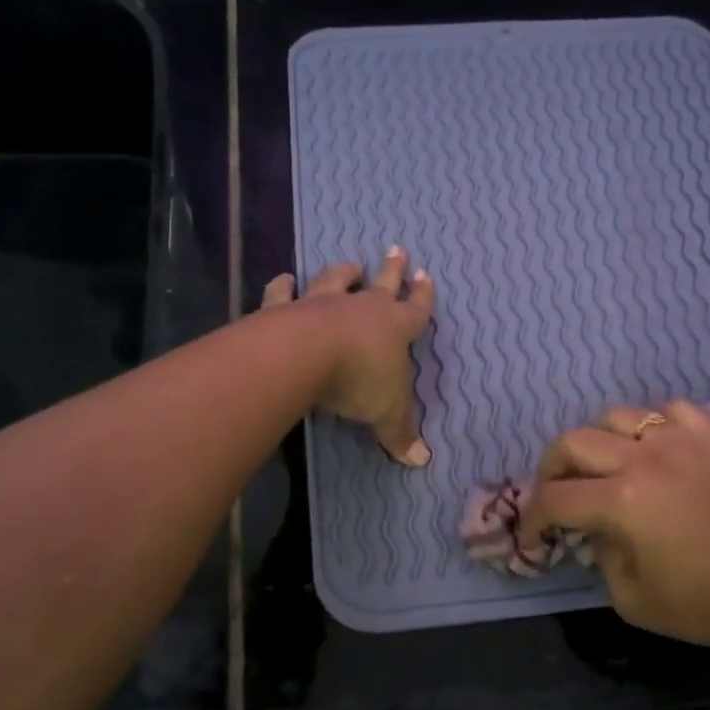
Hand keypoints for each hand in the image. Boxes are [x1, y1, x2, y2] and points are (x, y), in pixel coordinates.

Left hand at [260, 248, 435, 466]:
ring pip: (336, 279)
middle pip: (382, 283)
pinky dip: (283, 285)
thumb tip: (422, 461)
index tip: (426, 276)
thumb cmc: (359, 380)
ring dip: (344, 271)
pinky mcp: (286, 308)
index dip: (423, 296)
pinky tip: (283, 279)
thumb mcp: (387, 413)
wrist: (306, 356)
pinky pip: (284, 293)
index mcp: (393, 327)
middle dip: (392, 269)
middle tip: (397, 249)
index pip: (415, 310)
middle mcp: (361, 308)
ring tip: (351, 263)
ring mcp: (322, 304)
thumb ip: (401, 433)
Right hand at [519, 401, 709, 665]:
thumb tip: (596, 529)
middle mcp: (644, 459)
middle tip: (555, 495)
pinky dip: (651, 426)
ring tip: (602, 467)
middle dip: (550, 469)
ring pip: (615, 416)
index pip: (555, 498)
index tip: (533, 536)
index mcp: (623, 502)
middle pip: (573, 442)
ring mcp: (681, 441)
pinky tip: (653, 450)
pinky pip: (669, 411)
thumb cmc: (708, 604)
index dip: (533, 518)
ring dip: (596, 441)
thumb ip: (600, 557)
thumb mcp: (633, 599)